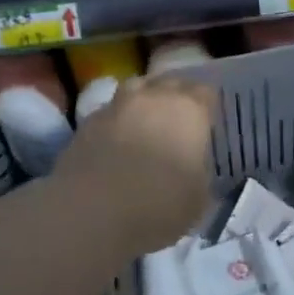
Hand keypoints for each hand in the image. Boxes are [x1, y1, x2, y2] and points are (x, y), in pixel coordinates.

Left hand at [49, 77, 217, 258]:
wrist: (93, 211)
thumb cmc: (159, 204)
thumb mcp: (198, 200)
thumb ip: (200, 175)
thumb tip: (194, 171)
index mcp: (188, 109)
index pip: (205, 93)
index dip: (207, 107)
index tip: (206, 124)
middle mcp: (153, 97)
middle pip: (169, 83)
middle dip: (175, 97)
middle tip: (178, 123)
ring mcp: (117, 105)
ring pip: (135, 90)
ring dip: (142, 102)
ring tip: (145, 125)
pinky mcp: (87, 122)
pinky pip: (109, 113)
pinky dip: (116, 122)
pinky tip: (115, 144)